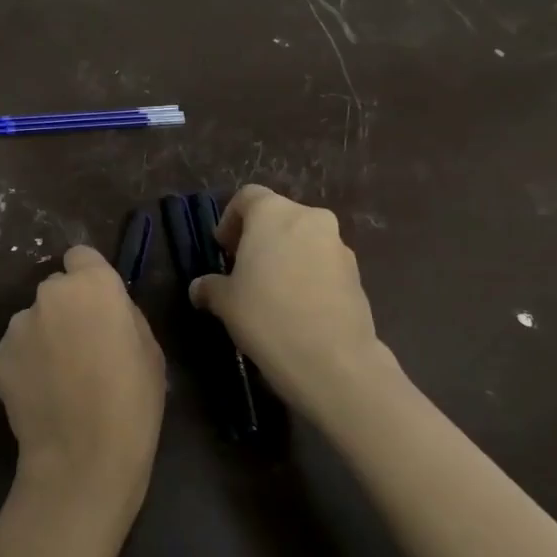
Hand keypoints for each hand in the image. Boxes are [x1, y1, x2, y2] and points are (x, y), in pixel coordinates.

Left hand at [0, 246, 165, 527]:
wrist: (83, 457)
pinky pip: (16, 350)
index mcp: (93, 285)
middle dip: (67, 310)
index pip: (81, 256)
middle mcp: (50, 294)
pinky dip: (26, 364)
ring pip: (34, 320)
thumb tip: (106, 311)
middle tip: (83, 348)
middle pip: (56, 290)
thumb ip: (124, 315)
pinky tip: (41, 395)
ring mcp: (18, 324)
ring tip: (60, 379)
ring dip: (44, 337)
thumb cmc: (132, 402)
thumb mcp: (150, 350)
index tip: (99, 307)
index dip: (90, 278)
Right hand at [189, 186, 391, 425]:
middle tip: (244, 270)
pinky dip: (308, 275)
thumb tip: (199, 288)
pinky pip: (323, 264)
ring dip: (286, 256)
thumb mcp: (225, 302)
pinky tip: (296, 308)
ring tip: (271, 292)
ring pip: (304, 240)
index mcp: (273, 213)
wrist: (332, 359)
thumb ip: (210, 287)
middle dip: (259, 238)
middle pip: (279, 217)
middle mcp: (309, 218)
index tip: (223, 249)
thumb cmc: (266, 316)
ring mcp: (338, 245)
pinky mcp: (356, 273)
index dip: (230, 220)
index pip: (247, 198)